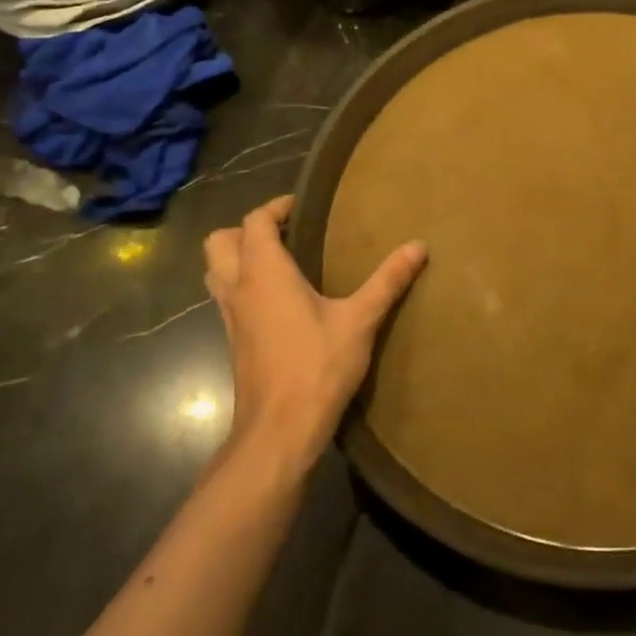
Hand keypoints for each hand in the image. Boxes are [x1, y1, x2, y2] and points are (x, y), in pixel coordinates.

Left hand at [203, 196, 425, 474]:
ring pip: (216, 271)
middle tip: (286, 232)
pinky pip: (226, 297)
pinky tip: (279, 300)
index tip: (303, 206)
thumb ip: (388, 280)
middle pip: (219, 242)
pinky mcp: (234, 341)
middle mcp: (238, 289)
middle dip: (247, 229)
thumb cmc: (317, 366)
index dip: (275, 207)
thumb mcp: (360, 320)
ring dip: (238, 257)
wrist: (280, 429)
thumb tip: (418, 245)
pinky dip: (242, 284)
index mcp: (264, 273)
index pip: (255, 222)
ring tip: (280, 260)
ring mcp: (230, 317)